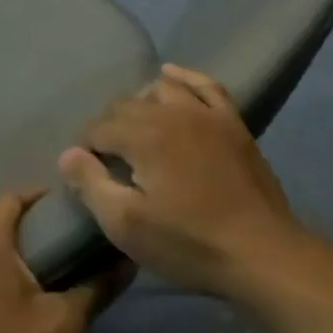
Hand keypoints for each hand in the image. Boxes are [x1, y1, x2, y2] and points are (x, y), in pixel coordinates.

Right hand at [57, 64, 303, 300]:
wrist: (264, 254)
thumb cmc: (190, 243)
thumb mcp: (128, 226)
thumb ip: (91, 185)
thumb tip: (68, 154)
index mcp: (143, 136)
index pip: (99, 128)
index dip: (87, 148)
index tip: (87, 171)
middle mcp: (171, 112)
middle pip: (126, 105)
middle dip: (110, 126)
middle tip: (109, 158)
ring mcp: (206, 113)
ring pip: (162, 89)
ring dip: (143, 102)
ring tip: (138, 127)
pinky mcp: (233, 123)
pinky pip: (206, 85)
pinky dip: (185, 77)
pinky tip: (172, 77)